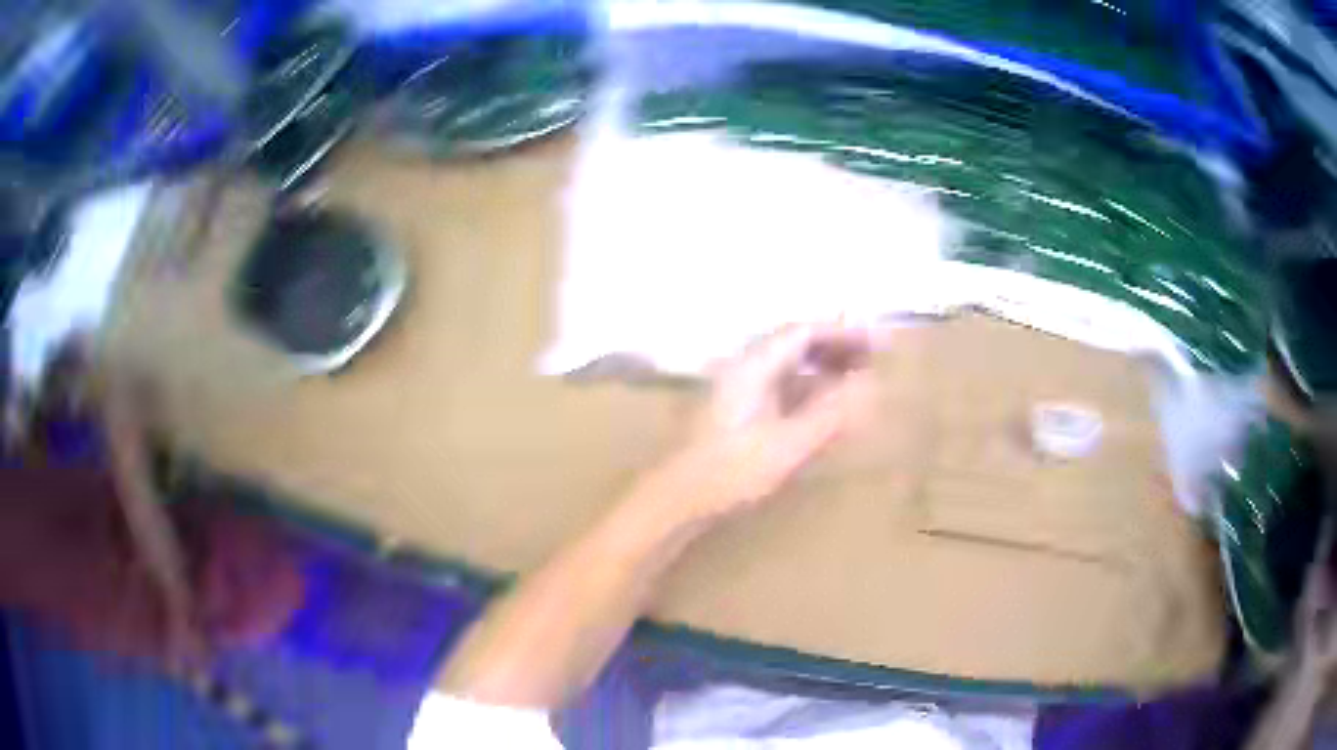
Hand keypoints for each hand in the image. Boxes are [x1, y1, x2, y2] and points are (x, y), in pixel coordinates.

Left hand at [657, 324, 872, 522]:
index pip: (804, 332)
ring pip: (788, 366)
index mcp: (754, 365)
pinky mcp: (737, 411)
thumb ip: (830, 413)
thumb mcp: (789, 444)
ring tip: (857, 379)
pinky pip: (780, 387)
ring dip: (823, 368)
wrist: (679, 497)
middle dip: (836, 348)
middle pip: (796, 344)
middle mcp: (745, 367)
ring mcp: (739, 388)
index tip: (877, 344)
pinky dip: (808, 390)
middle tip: (873, 359)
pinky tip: (825, 406)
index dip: (843, 333)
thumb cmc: (732, 469)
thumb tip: (867, 385)